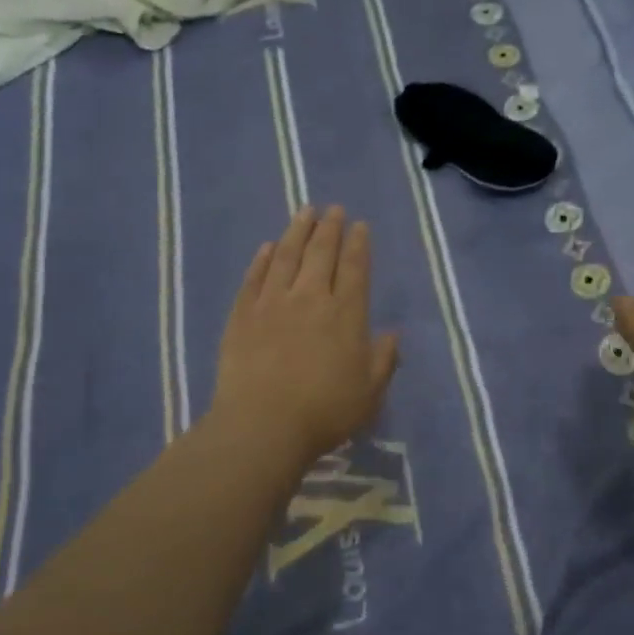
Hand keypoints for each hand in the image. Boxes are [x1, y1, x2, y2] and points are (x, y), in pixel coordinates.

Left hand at [210, 206, 399, 472]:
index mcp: (345, 314)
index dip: (358, 244)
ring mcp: (272, 303)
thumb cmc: (324, 412)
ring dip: (297, 231)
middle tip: (333, 209)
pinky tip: (268, 247)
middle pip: (321, 253)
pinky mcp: (242, 314)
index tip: (359, 225)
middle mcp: (310, 298)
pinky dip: (263, 259)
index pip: (354, 268)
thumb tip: (391, 334)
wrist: (262, 425)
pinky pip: (254, 277)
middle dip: (330, 228)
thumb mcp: (369, 393)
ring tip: (304, 212)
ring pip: (286, 256)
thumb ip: (384, 360)